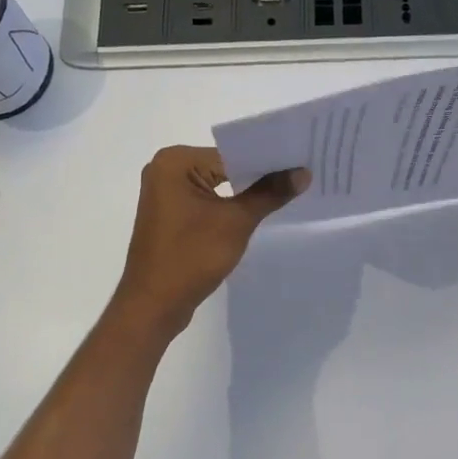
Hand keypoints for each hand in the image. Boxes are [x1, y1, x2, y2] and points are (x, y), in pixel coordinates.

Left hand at [111, 146, 307, 336]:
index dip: (268, 161)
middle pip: (224, 166)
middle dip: (259, 176)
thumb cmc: (191, 257)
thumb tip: (304, 172)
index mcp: (175, 162)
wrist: (153, 305)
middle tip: (301, 178)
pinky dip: (229, 207)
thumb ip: (270, 193)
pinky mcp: (170, 215)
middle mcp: (165, 169)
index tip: (301, 163)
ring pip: (217, 185)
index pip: (232, 153)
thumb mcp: (236, 221)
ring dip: (245, 193)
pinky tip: (256, 212)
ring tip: (286, 194)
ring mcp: (165, 194)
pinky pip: (207, 201)